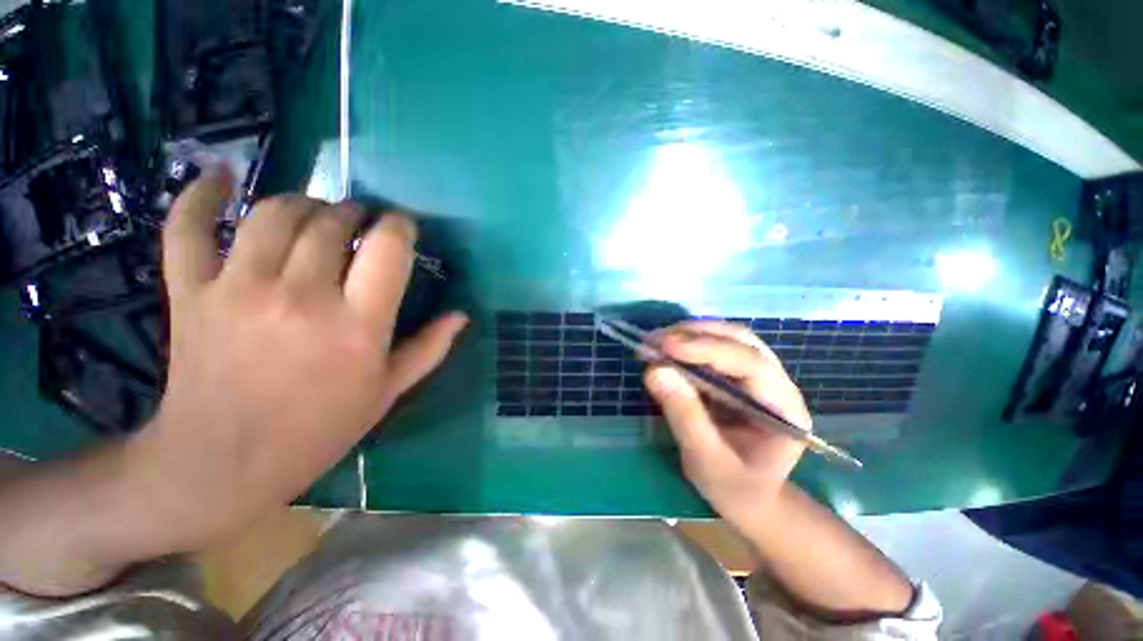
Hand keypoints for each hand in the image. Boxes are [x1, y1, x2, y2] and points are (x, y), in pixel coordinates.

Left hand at [130, 171, 466, 545]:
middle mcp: (300, 297)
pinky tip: (221, 175)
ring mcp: (237, 289)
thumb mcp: (387, 392)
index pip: (388, 248)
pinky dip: (201, 195)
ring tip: (317, 212)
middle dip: (356, 212)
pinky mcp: (190, 292)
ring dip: (305, 203)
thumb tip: (461, 315)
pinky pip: (188, 227)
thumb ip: (429, 348)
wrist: (221, 465)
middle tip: (363, 222)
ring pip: (273, 214)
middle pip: (331, 223)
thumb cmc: (317, 430)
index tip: (403, 227)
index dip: (400, 226)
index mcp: (356, 326)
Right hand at [644, 322, 809, 528]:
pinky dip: (689, 344)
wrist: (750, 499)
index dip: (708, 349)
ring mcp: (760, 377)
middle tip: (654, 341)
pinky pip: (716, 348)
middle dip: (696, 335)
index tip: (666, 346)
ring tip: (655, 342)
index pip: (751, 364)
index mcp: (784, 410)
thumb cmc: (734, 488)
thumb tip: (654, 370)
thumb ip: (684, 415)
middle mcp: (778, 385)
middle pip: (741, 341)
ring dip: (691, 334)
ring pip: (729, 338)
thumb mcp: (706, 460)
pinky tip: (667, 349)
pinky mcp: (740, 376)